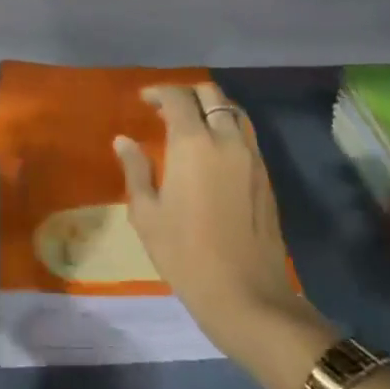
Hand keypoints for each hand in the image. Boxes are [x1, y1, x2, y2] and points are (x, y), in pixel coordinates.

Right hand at [115, 82, 322, 362]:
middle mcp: (226, 139)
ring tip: (191, 123)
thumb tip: (124, 141)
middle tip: (166, 108)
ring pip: (233, 111)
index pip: (177, 98)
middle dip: (186, 93)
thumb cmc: (186, 255)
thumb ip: (136, 170)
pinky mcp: (265, 175)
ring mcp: (251, 156)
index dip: (158, 92)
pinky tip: (213, 148)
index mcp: (193, 144)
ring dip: (211, 107)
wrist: (246, 295)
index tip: (143, 101)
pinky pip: (246, 134)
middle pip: (210, 94)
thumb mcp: (147, 214)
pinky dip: (227, 126)